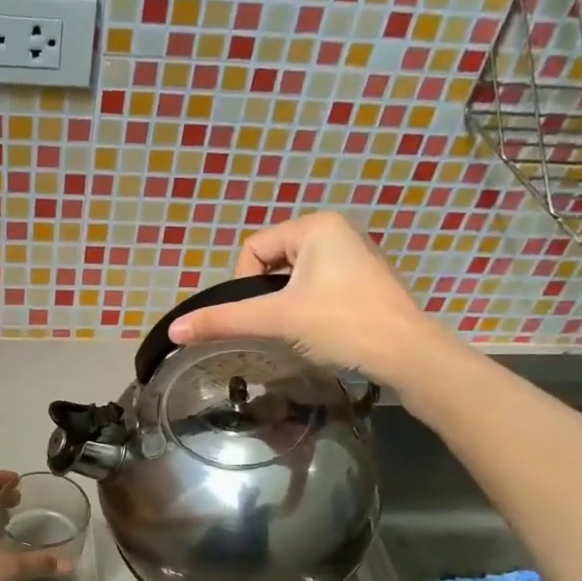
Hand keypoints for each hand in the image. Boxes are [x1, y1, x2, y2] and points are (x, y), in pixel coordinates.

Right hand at [169, 213, 439, 375]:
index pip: (253, 250)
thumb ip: (224, 320)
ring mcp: (355, 256)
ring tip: (301, 331)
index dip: (245, 285)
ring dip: (288, 305)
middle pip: (273, 263)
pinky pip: (319, 287)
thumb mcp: (277, 319)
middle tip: (281, 326)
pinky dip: (311, 308)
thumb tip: (174, 329)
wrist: (407, 354)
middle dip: (269, 296)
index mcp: (316, 226)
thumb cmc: (341, 324)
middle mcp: (337, 231)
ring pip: (296, 278)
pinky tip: (322, 331)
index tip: (262, 315)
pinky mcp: (365, 281)